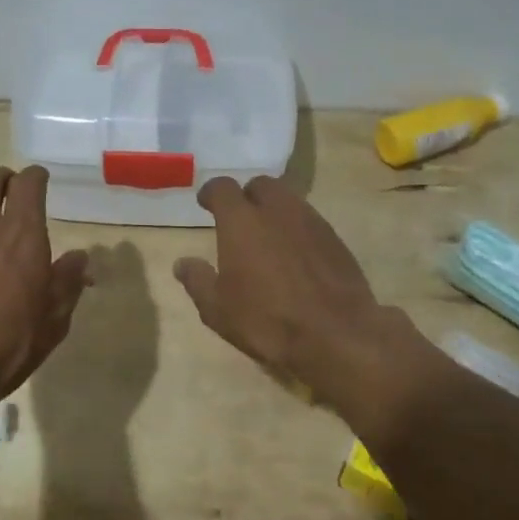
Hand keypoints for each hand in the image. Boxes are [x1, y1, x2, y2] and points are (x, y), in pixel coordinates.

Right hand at [174, 176, 415, 414]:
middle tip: (239, 219)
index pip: (223, 187)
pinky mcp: (335, 239)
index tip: (205, 203)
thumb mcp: (218, 309)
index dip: (212, 193)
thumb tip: (183, 263)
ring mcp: (311, 221)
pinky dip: (297, 229)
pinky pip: (309, 221)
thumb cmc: (267, 320)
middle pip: (260, 185)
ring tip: (267, 238)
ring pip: (288, 200)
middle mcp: (277, 210)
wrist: (336, 334)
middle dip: (247, 196)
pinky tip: (294, 256)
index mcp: (242, 221)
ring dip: (274, 211)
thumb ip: (197, 281)